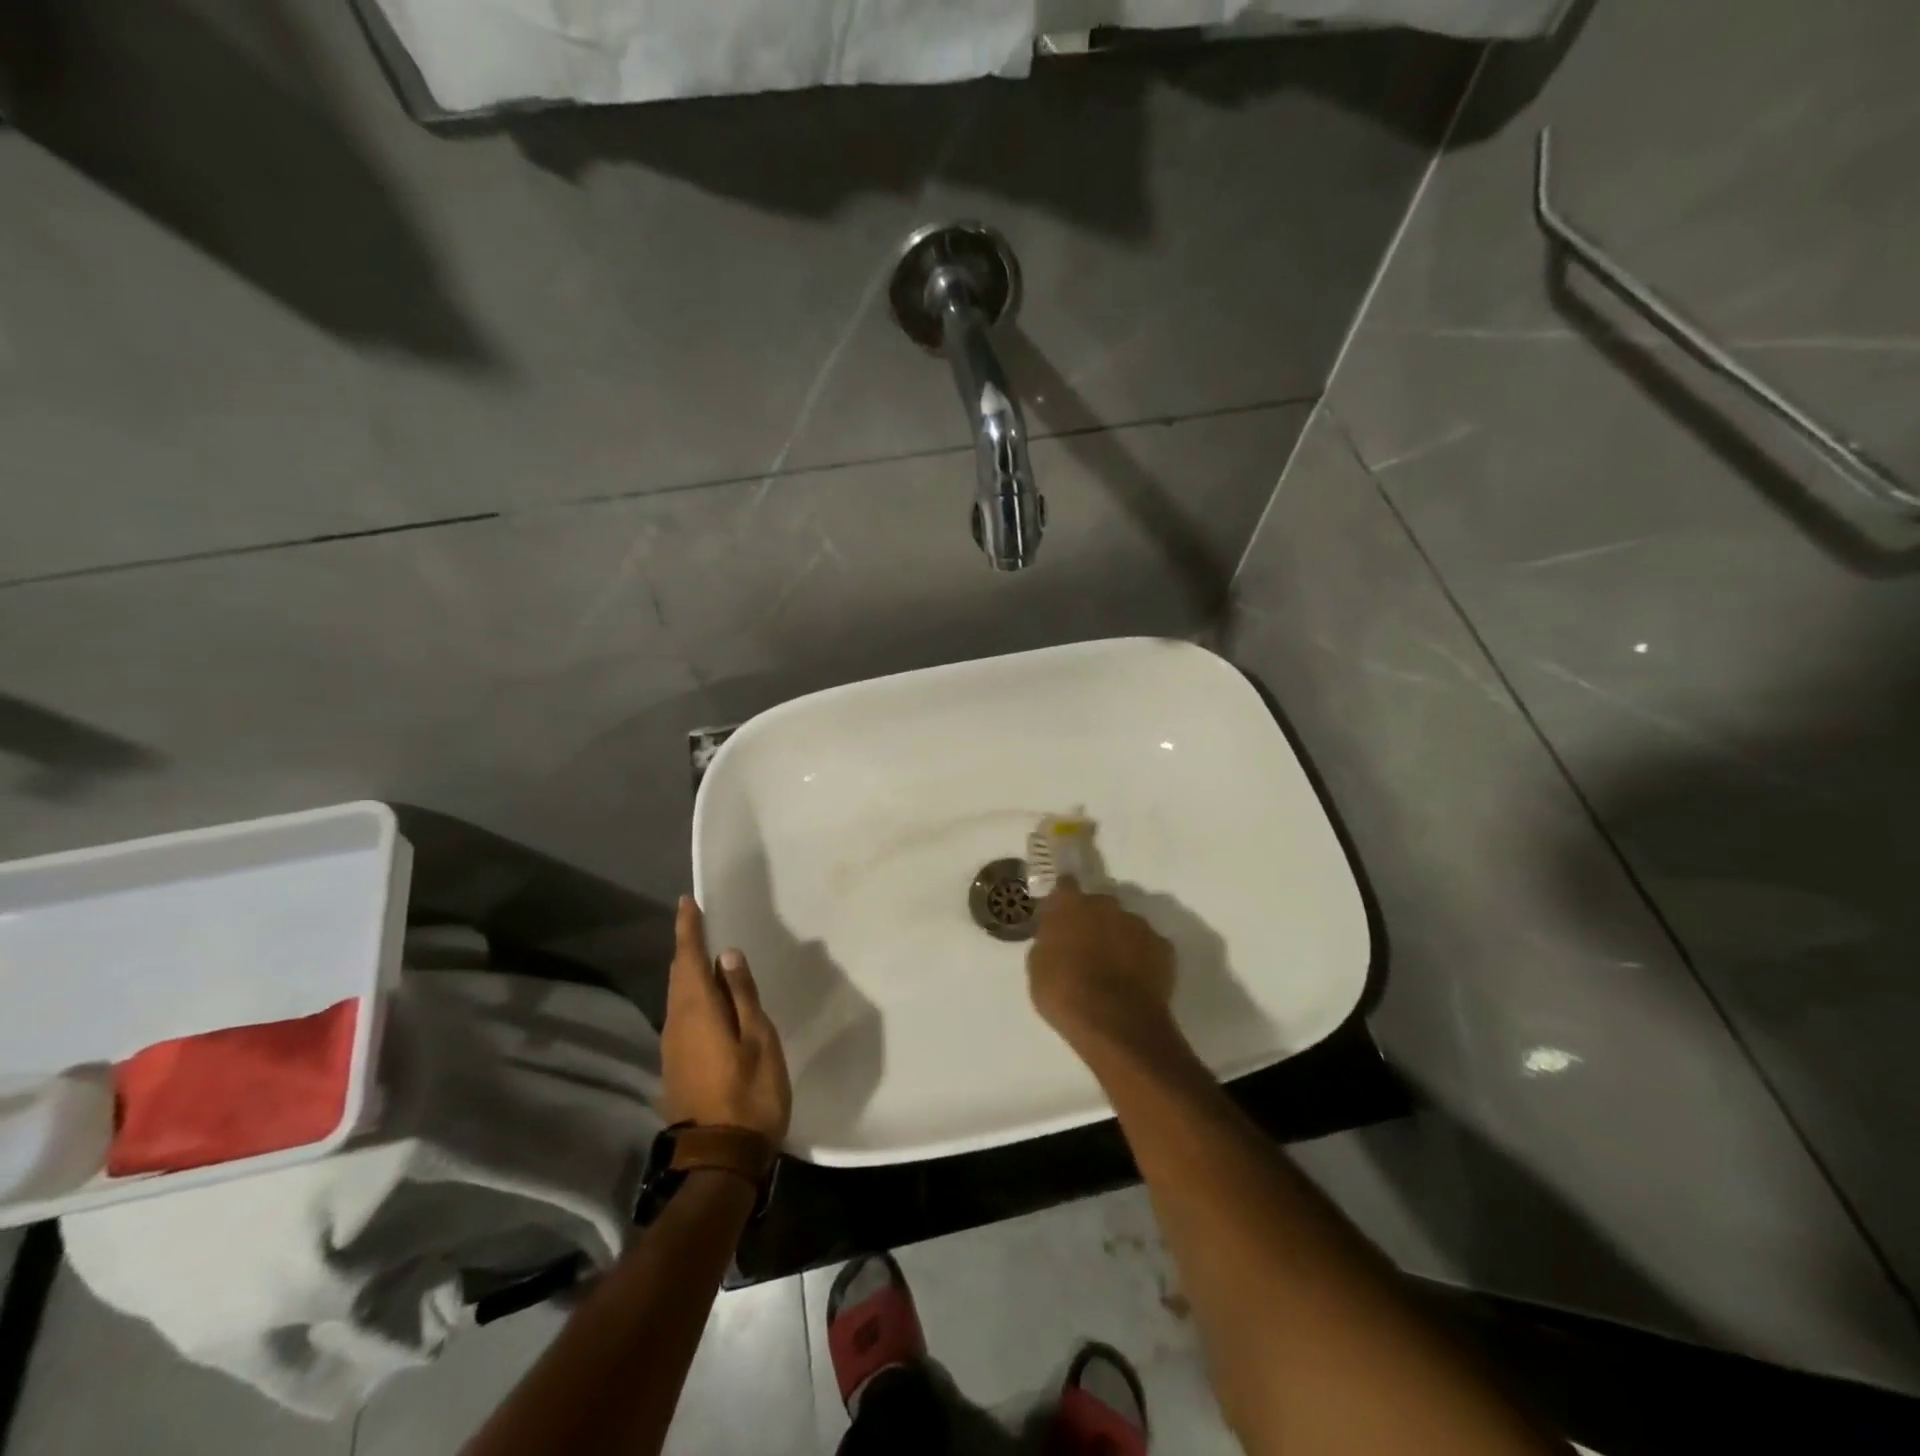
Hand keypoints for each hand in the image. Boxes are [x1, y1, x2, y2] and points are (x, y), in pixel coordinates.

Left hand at [663, 896, 791, 1141]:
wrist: (719, 1160)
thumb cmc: (749, 1093)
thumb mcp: (758, 1039)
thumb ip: (742, 995)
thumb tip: (726, 955)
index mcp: (697, 1012)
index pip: (688, 959)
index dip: (688, 929)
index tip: (686, 902)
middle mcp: (676, 1024)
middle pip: (678, 976)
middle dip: (687, 948)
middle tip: (699, 923)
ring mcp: (672, 1048)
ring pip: (678, 998)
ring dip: (689, 973)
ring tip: (707, 956)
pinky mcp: (676, 1066)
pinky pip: (682, 1017)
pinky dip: (693, 997)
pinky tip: (710, 1001)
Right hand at [1027, 877, 1176, 1056]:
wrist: (1115, 1024)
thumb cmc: (1065, 995)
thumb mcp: (1038, 970)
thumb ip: (1048, 943)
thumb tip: (1055, 939)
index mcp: (1070, 906)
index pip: (1065, 886)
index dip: (1063, 898)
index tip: (1061, 912)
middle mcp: (1106, 905)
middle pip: (1098, 904)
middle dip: (1093, 920)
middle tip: (1086, 947)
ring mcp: (1138, 924)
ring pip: (1126, 924)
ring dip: (1119, 938)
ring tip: (1115, 968)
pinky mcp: (1163, 947)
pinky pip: (1149, 946)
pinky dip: (1142, 957)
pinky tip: (1136, 980)